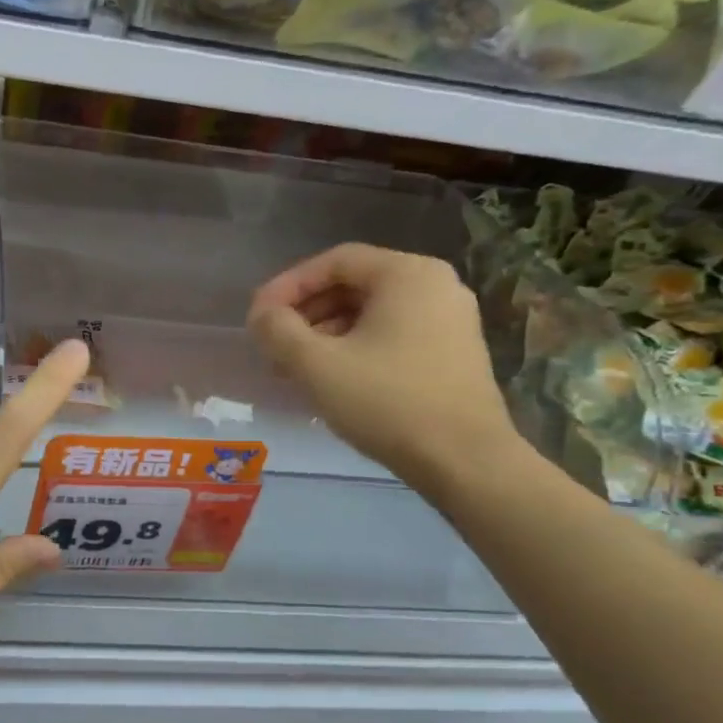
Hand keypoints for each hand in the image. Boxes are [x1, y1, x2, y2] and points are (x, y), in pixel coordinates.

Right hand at [247, 244, 519, 491]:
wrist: (464, 461)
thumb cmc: (387, 402)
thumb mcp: (316, 365)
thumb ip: (277, 331)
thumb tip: (261, 315)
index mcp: (407, 274)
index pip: (334, 262)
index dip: (287, 286)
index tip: (258, 317)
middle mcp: (436, 286)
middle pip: (353, 286)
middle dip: (305, 314)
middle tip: (273, 345)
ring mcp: (450, 320)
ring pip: (371, 314)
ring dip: (326, 335)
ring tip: (295, 369)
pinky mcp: (453, 353)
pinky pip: (392, 335)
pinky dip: (355, 348)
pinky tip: (332, 380)